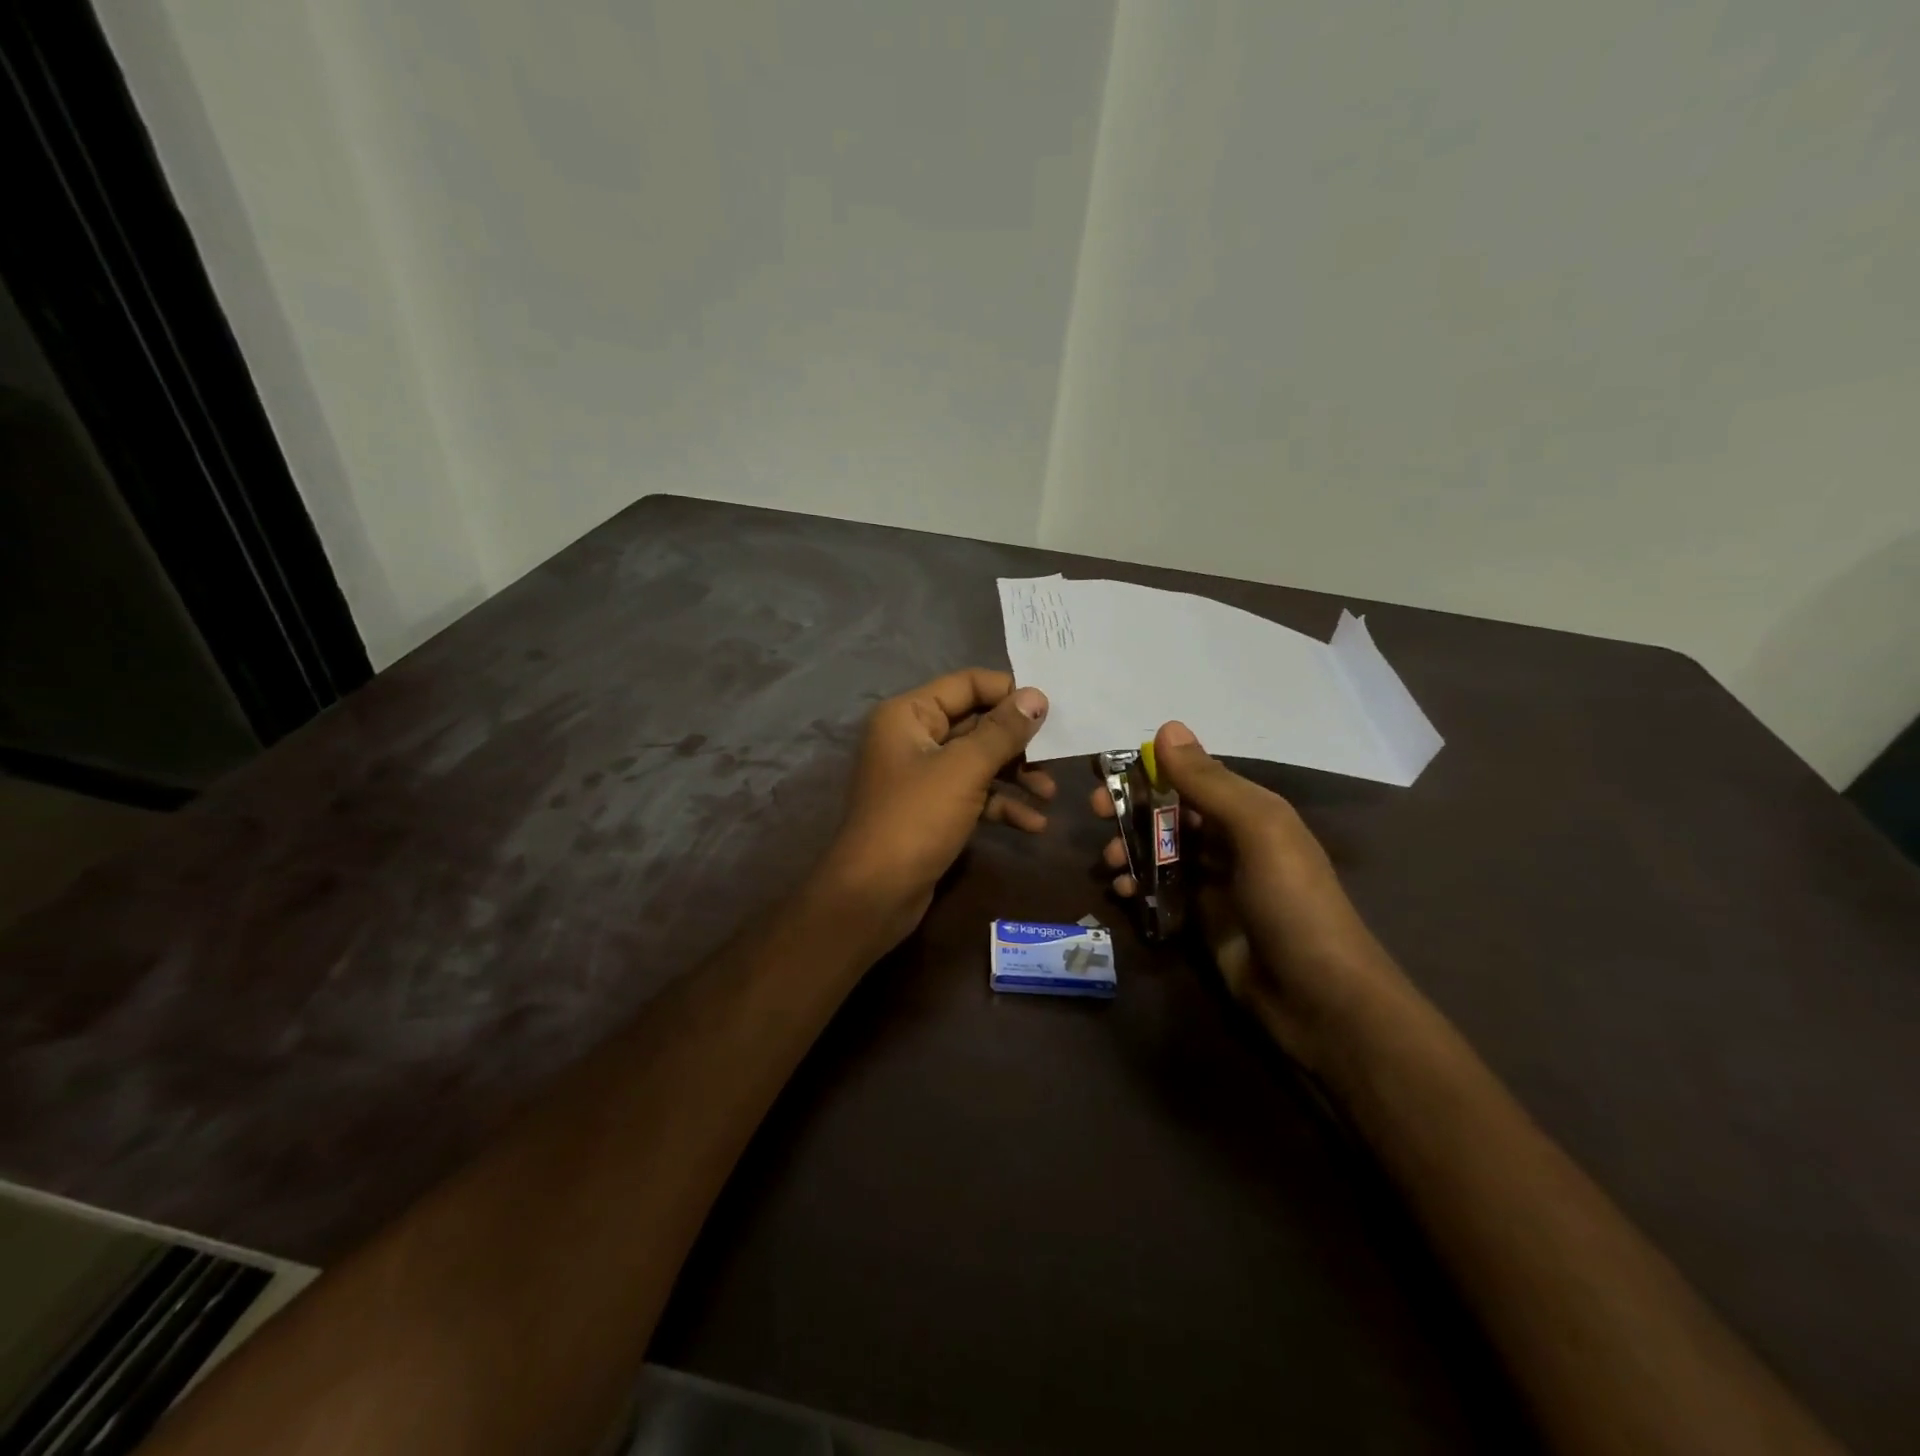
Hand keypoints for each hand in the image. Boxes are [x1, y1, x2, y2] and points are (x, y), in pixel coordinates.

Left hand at [821, 669, 1054, 950]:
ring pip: (978, 762)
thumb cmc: (916, 819)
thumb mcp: (964, 769)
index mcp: (909, 714)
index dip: (1008, 693)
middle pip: (976, 724)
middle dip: (1017, 742)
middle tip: (1056, 756)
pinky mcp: (932, 810)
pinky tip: (1033, 825)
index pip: (966, 684)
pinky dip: (1001, 805)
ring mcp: (922, 776)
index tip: (1050, 710)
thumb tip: (1036, 696)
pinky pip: (973, 795)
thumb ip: (1002, 731)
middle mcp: (913, 737)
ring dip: (1015, 776)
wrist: (874, 894)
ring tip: (1050, 795)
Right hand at [1093, 722, 1399, 1066]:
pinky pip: (1159, 891)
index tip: (1108, 773)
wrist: (1320, 999)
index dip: (1150, 770)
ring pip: (1160, 851)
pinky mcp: (1201, 920)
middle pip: (1171, 812)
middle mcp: (1231, 840)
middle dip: (1131, 809)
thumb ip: (1209, 783)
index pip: (1193, 777)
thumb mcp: (1257, 831)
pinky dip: (1136, 886)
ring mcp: (1215, 882)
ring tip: (1107, 862)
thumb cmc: (1292, 902)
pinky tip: (1121, 894)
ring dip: (1128, 848)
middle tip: (1095, 812)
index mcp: (1251, 811)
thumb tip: (1166, 728)